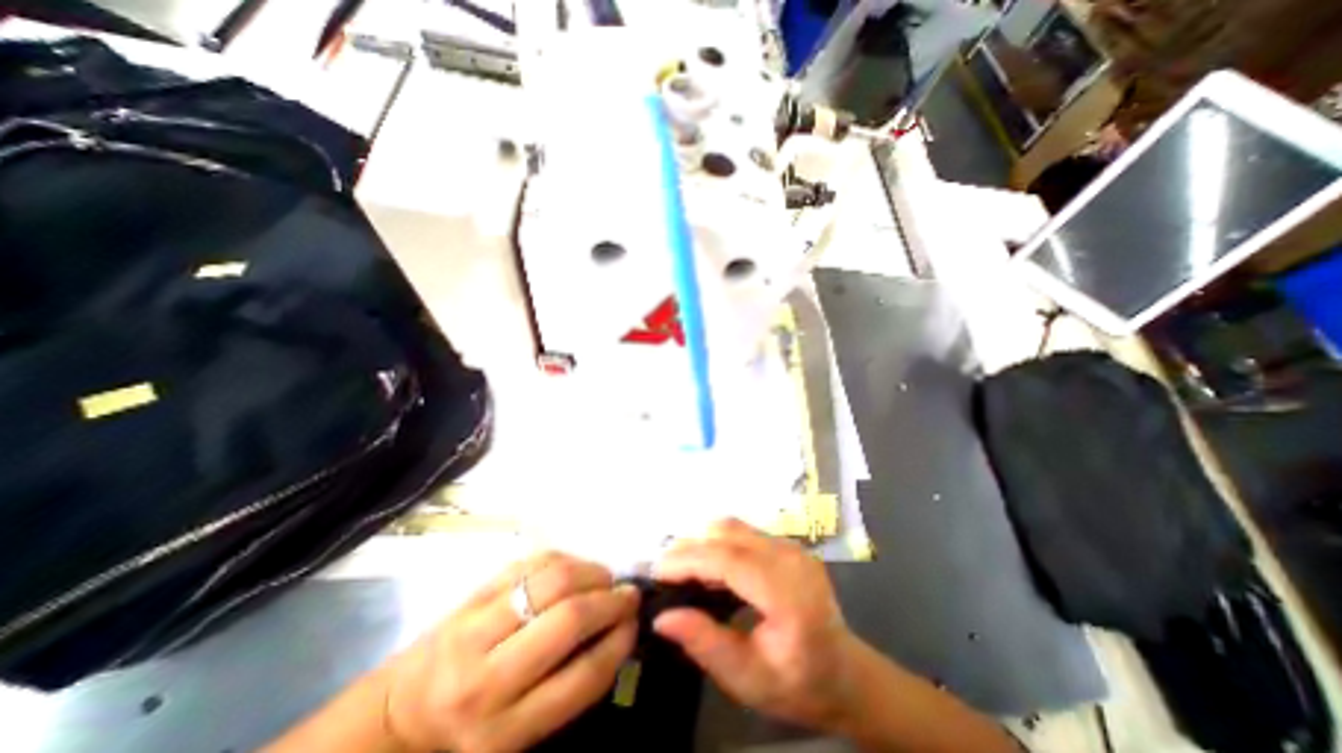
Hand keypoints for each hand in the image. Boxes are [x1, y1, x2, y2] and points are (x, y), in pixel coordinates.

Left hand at [384, 552, 641, 751]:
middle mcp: (486, 675)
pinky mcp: (476, 589)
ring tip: (606, 579)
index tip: (635, 624)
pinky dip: (567, 559)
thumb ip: (571, 685)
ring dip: (593, 572)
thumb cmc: (473, 726)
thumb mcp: (521, 732)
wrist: (403, 708)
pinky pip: (535, 560)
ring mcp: (476, 623)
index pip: (581, 678)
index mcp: (501, 730)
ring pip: (554, 579)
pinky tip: (577, 570)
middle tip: (628, 595)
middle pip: (568, 618)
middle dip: (611, 600)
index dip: (619, 642)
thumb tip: (618, 629)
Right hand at [657, 520, 863, 731]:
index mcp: (789, 595)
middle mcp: (791, 559)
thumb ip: (705, 643)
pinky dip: (719, 544)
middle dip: (690, 547)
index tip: (657, 572)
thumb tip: (662, 616)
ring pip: (733, 527)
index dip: (689, 560)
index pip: (729, 560)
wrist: (846, 673)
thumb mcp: (748, 679)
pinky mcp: (787, 544)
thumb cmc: (799, 684)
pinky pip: (743, 533)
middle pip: (729, 534)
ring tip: (683, 569)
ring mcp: (791, 546)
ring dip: (703, 542)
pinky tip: (709, 568)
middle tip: (665, 572)